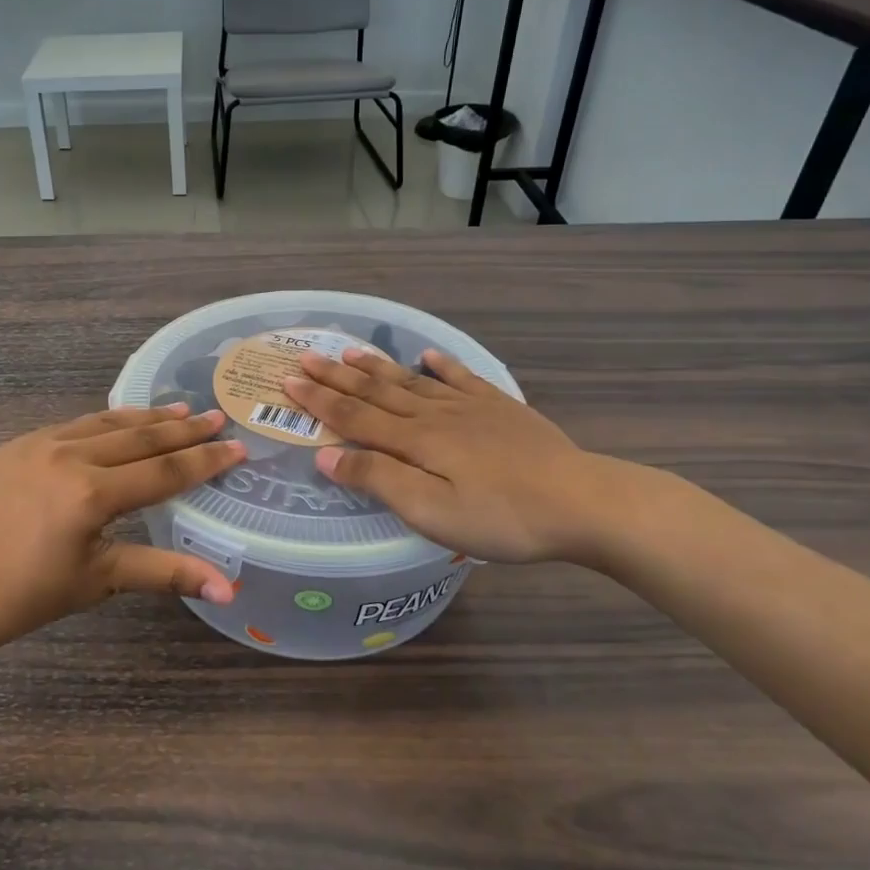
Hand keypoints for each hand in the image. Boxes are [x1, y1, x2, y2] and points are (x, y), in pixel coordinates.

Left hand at [0, 404, 245, 650]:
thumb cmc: (30, 595)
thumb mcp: (102, 580)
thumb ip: (167, 573)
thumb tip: (228, 588)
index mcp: (91, 494)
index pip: (163, 472)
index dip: (204, 461)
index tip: (236, 447)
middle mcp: (68, 457)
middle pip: (139, 438)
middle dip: (182, 429)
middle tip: (216, 417)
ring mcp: (39, 444)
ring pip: (105, 423)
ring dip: (146, 418)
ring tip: (180, 409)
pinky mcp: (17, 445)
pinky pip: (73, 426)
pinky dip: (105, 424)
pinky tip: (121, 423)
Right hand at [281, 348, 628, 566]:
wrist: (581, 501)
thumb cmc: (501, 517)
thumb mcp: (431, 511)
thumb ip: (378, 480)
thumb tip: (326, 456)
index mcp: (414, 441)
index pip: (353, 417)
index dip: (318, 401)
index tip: (288, 382)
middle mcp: (434, 415)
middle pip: (376, 392)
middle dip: (336, 377)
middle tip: (306, 357)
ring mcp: (469, 407)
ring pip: (410, 381)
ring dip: (376, 367)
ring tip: (349, 351)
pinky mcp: (500, 408)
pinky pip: (460, 378)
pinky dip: (439, 365)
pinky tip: (427, 356)